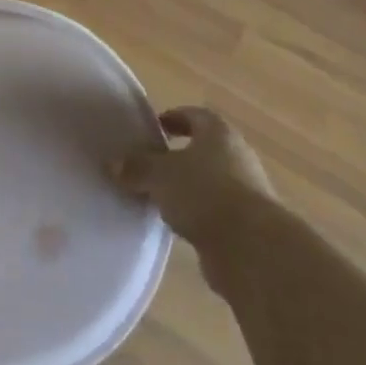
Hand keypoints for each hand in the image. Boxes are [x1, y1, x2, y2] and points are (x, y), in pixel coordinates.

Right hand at [112, 106, 274, 249]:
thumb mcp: (159, 175)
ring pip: (210, 182)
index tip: (153, 129)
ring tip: (157, 196)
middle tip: (150, 164)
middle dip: (178, 155)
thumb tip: (113, 164)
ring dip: (187, 187)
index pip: (195, 116)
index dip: (173, 118)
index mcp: (219, 134)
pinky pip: (214, 211)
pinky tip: (176, 224)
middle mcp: (237, 156)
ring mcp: (247, 192)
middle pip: (204, 149)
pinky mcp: (247, 224)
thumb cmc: (205, 193)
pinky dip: (196, 214)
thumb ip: (136, 167)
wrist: (252, 249)